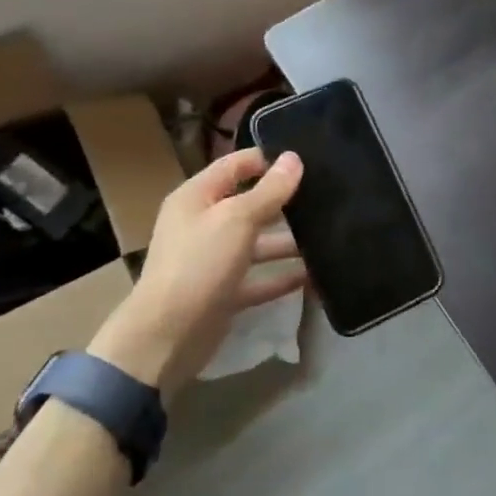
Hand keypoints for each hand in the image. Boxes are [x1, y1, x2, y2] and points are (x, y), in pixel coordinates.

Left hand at [89, 148, 305, 397]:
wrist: (166, 337)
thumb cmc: (199, 263)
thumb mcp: (237, 219)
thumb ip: (269, 190)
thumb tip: (294, 158)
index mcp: (197, 196)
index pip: (235, 165)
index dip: (267, 159)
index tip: (306, 160)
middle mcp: (203, 223)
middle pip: (248, 203)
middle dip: (284, 201)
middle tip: (326, 195)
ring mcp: (212, 259)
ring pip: (256, 242)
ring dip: (288, 241)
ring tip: (328, 236)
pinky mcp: (223, 292)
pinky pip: (258, 277)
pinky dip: (282, 276)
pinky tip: (314, 275)